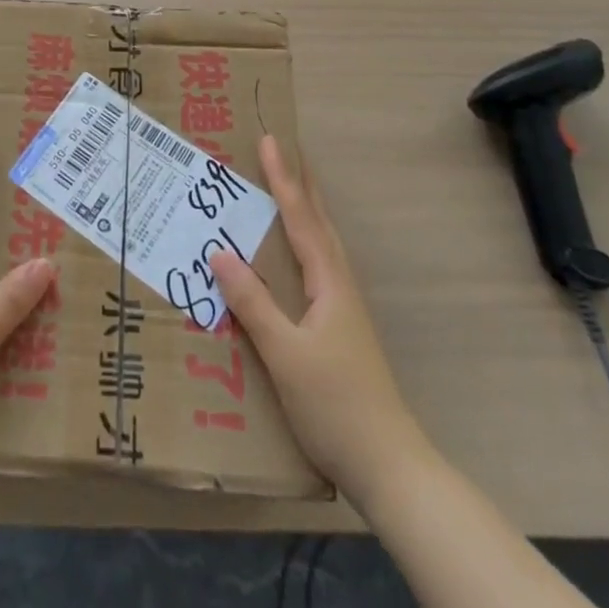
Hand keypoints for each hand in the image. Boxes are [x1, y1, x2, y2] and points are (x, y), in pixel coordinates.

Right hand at [209, 135, 425, 501]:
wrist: (389, 467)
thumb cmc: (335, 404)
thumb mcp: (285, 353)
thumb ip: (252, 302)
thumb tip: (219, 250)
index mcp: (329, 282)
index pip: (301, 218)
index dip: (283, 178)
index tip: (270, 140)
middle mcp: (340, 285)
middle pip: (319, 222)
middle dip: (300, 184)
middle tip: (284, 150)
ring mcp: (343, 308)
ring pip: (322, 244)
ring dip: (305, 210)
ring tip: (288, 188)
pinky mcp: (340, 328)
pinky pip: (317, 266)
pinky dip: (303, 242)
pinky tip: (291, 257)